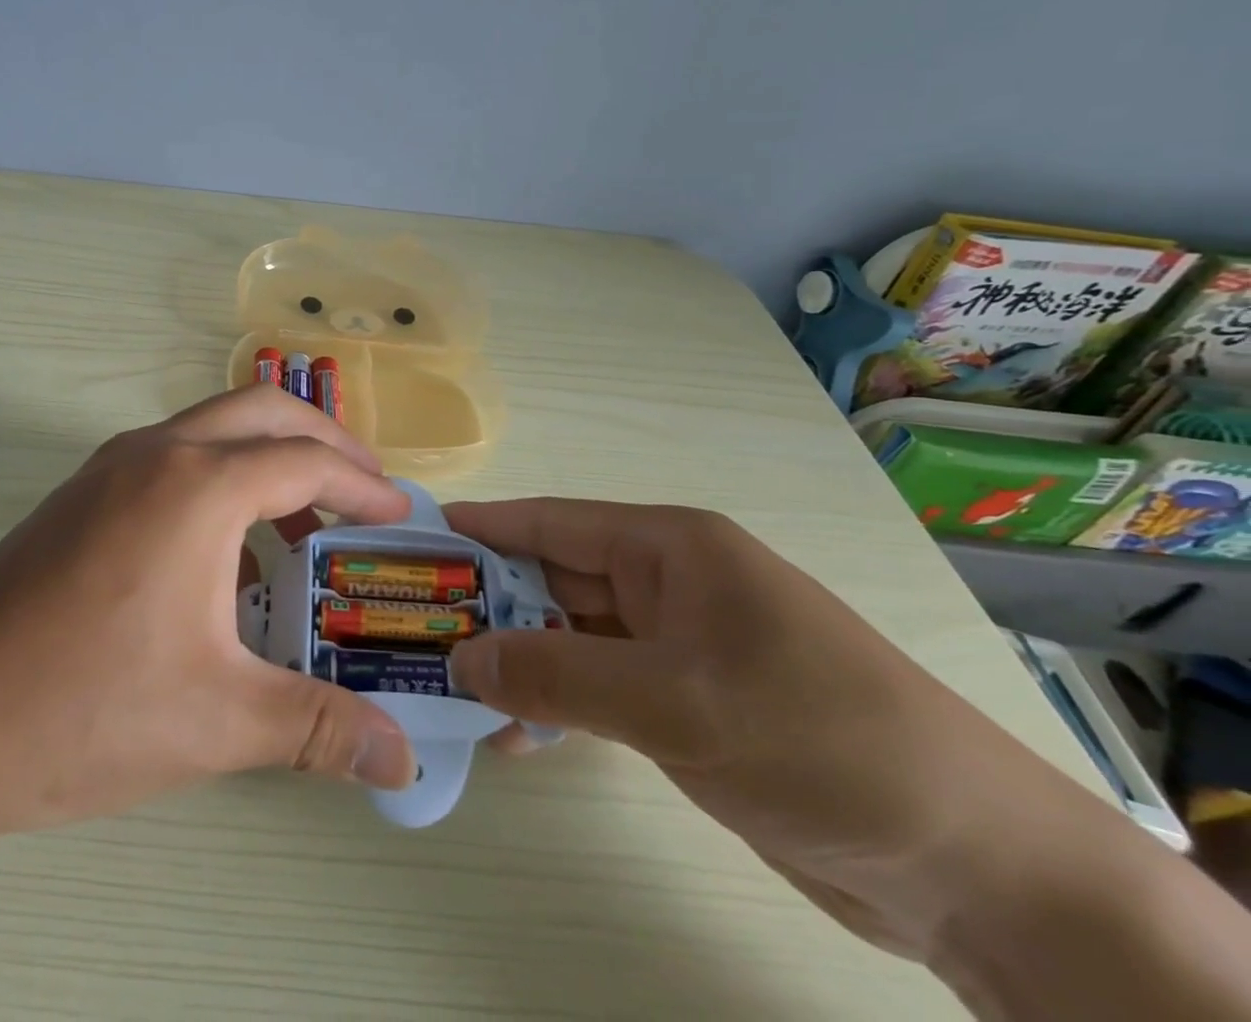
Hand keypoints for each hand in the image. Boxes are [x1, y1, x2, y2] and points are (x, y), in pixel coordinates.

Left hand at [0, 386, 417, 837]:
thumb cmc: (85, 709)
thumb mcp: (216, 721)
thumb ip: (320, 729)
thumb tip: (403, 761)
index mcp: (198, 487)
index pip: (306, 462)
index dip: (363, 486)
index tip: (400, 515)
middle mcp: (159, 451)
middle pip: (264, 410)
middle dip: (325, 439)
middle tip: (366, 489)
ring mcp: (114, 463)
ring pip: (216, 424)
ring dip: (271, 452)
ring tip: (308, 519)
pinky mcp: (86, 488)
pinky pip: (179, 452)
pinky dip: (226, 472)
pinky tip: (232, 545)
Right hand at [442, 499, 1096, 958]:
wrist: (973, 863)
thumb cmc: (819, 740)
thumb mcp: (676, 703)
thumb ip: (559, 675)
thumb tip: (462, 658)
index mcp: (669, 548)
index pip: (552, 523)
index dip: (481, 528)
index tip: (416, 539)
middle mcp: (668, 584)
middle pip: (555, 577)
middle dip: (489, 602)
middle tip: (413, 626)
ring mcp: (679, 645)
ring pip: (572, 635)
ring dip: (518, 659)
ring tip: (448, 686)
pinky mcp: (689, 704)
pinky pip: (600, 686)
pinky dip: (557, 703)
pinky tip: (514, 734)